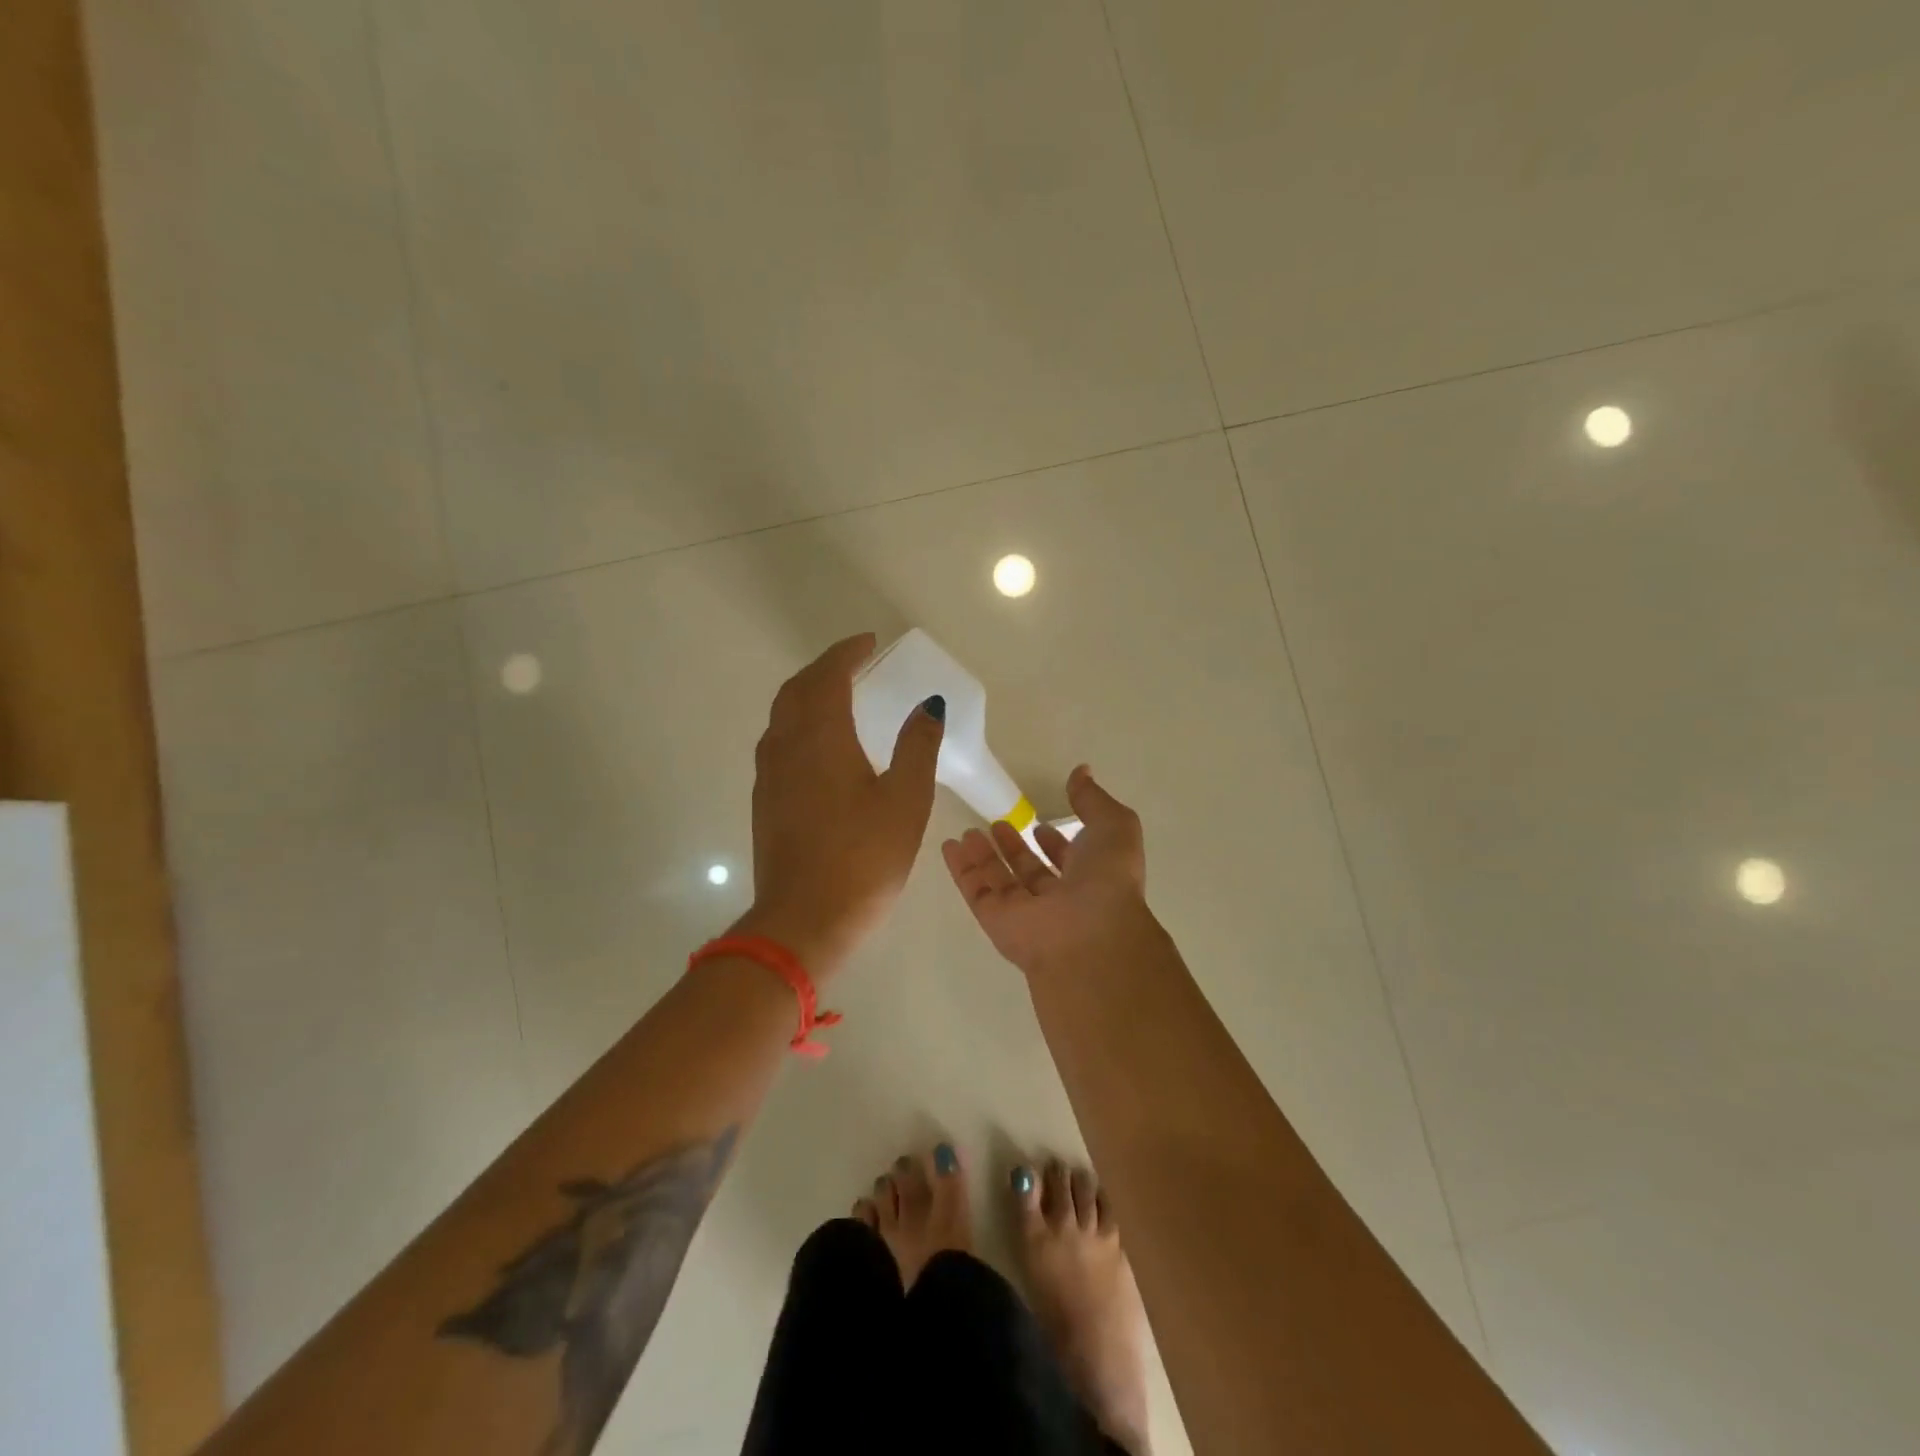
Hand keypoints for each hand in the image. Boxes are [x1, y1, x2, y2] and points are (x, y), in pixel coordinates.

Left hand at [738, 633, 943, 977]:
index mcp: (821, 737)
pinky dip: (799, 724)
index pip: (828, 676)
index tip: (869, 643)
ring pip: (782, 715)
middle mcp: (787, 746)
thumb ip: (917, 746)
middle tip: (855, 664)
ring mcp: (770, 775)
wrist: (803, 922)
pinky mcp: (765, 801)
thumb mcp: (905, 801)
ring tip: (838, 697)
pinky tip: (821, 746)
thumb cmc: (863, 858)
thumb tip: (927, 705)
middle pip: (797, 689)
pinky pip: (778, 742)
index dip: (847, 653)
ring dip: (808, 695)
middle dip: (824, 669)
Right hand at [941, 765, 1149, 976]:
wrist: (1088, 936)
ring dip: (985, 856)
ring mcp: (1026, 913)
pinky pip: (976, 891)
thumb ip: (1093, 799)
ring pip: (1001, 881)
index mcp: (1092, 879)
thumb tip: (1081, 772)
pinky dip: (962, 869)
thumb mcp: (1113, 826)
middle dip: (1016, 849)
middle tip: (998, 824)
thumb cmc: (1107, 879)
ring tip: (968, 831)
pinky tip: (950, 846)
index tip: (1040, 824)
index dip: (1056, 844)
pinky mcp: (996, 921)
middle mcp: (1059, 899)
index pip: (1070, 861)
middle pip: (1031, 872)